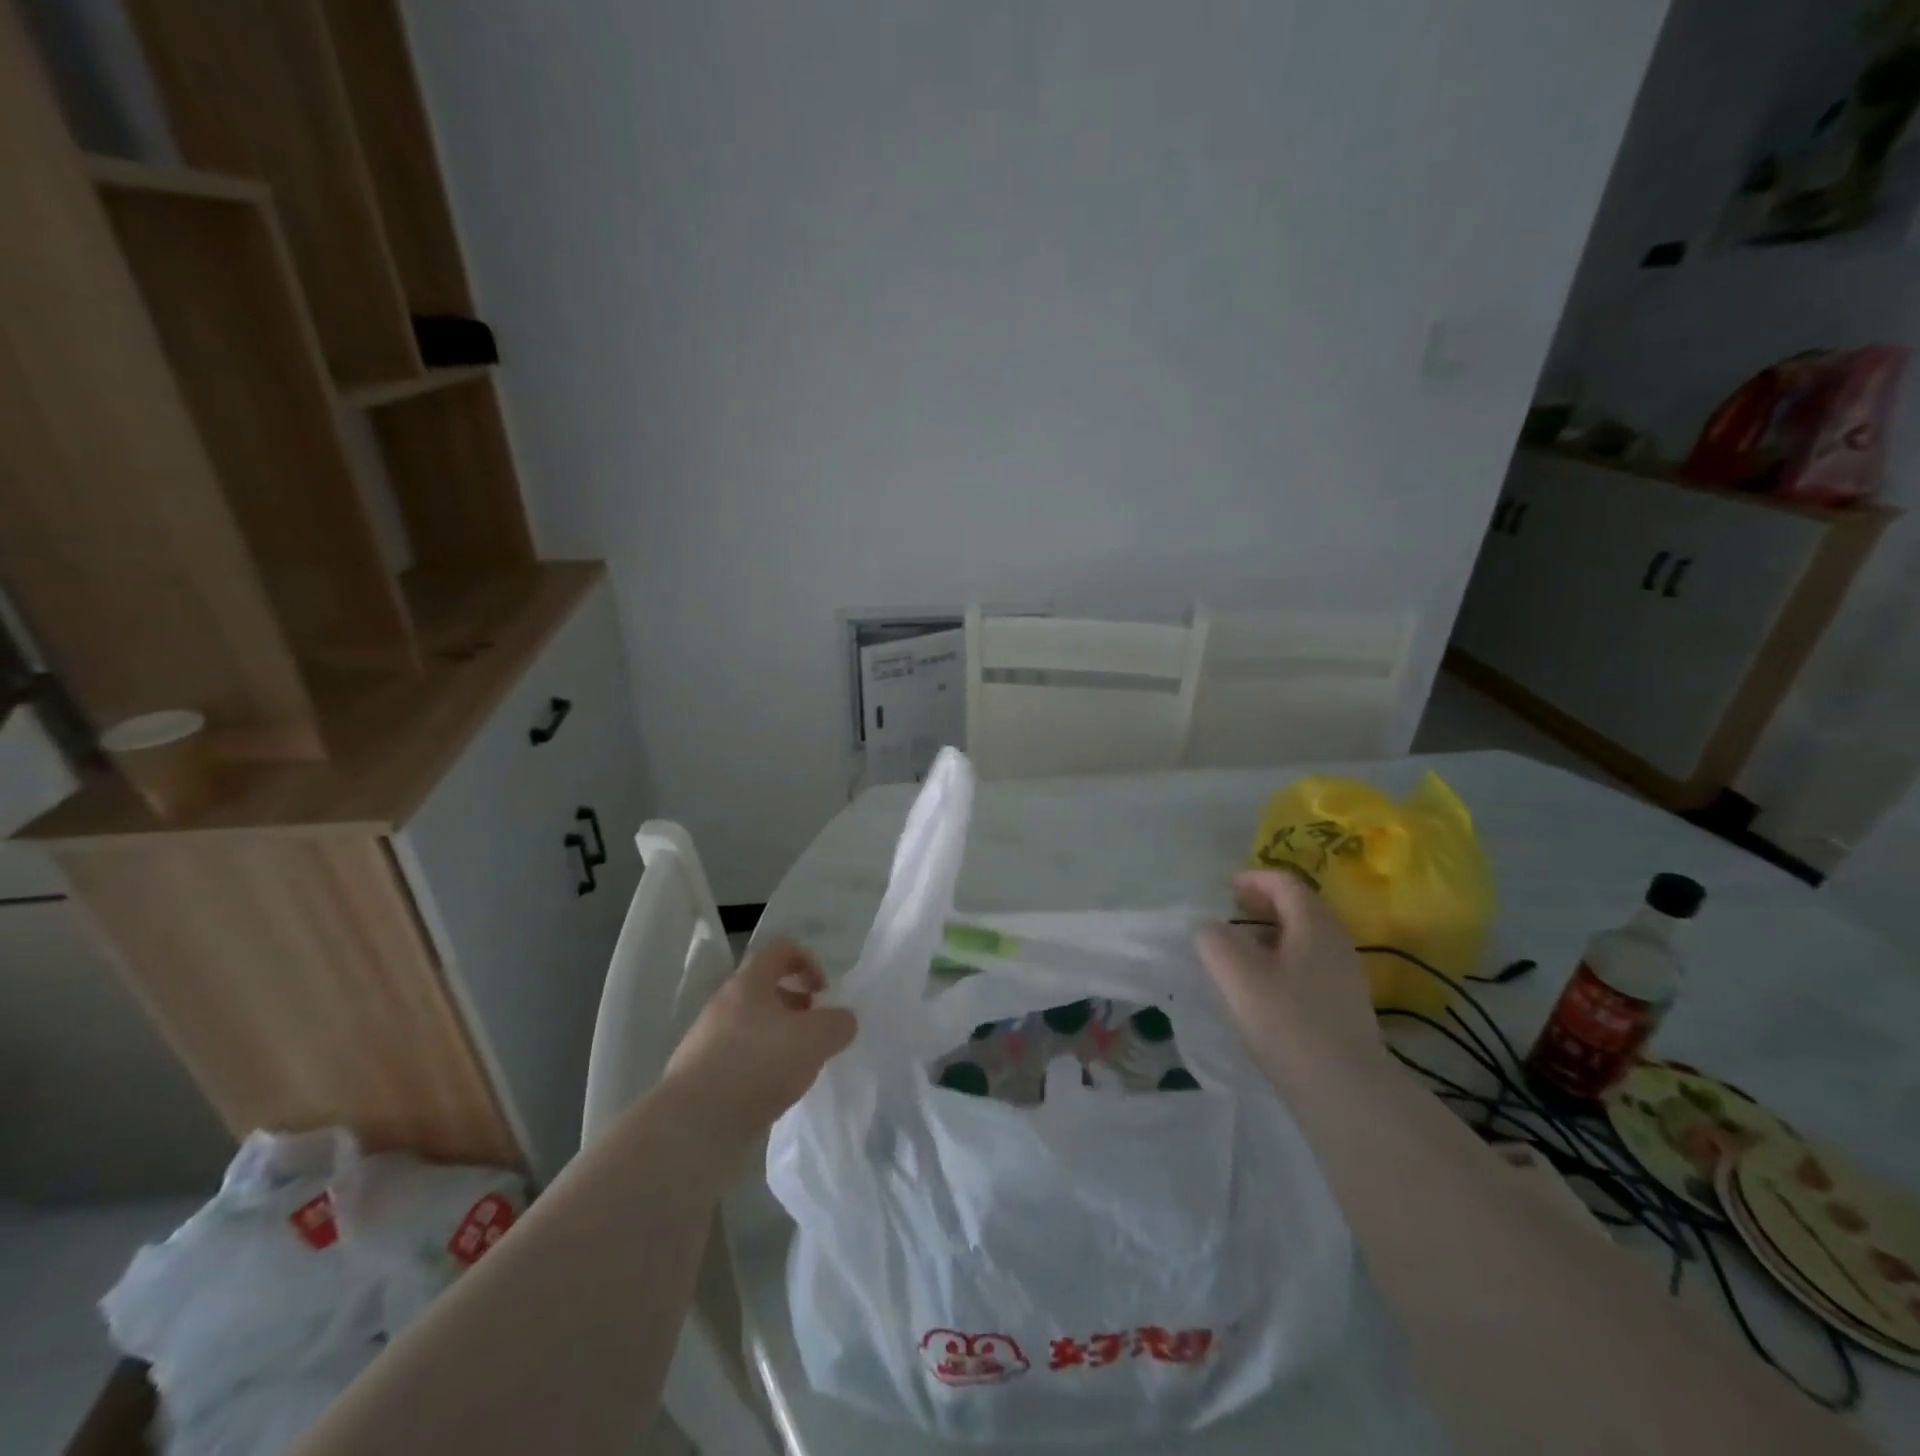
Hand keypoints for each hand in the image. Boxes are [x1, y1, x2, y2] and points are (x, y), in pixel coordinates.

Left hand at [659, 940, 857, 1147]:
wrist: (693, 1126)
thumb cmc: (758, 1064)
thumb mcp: (816, 1038)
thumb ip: (838, 1023)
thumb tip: (842, 1021)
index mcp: (748, 983)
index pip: (780, 950)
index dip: (808, 961)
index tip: (824, 991)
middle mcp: (723, 1004)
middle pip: (765, 989)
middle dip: (796, 1005)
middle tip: (815, 1031)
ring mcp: (706, 1041)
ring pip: (751, 1026)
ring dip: (778, 1038)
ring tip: (798, 1067)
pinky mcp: (699, 1076)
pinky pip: (737, 1059)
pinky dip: (759, 1068)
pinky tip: (772, 1093)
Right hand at [1195, 870, 1383, 1091]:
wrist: (1346, 1092)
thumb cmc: (1288, 1023)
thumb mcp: (1237, 975)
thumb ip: (1215, 941)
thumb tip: (1210, 929)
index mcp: (1315, 924)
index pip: (1286, 883)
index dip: (1254, 879)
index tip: (1226, 888)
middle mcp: (1336, 942)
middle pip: (1301, 907)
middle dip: (1264, 903)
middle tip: (1231, 912)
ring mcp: (1346, 975)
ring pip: (1307, 938)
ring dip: (1274, 933)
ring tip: (1242, 949)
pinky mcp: (1345, 1005)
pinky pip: (1311, 964)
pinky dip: (1285, 959)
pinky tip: (1264, 985)